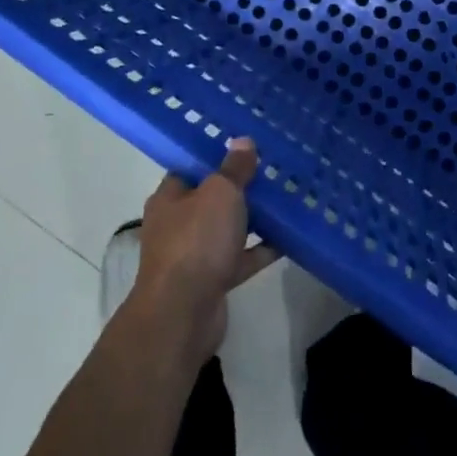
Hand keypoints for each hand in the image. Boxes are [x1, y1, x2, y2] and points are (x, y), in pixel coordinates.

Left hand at [128, 140, 280, 364]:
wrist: (183, 314)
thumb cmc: (196, 241)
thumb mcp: (220, 192)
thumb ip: (234, 168)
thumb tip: (243, 141)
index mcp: (169, 197)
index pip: (191, 167)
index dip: (216, 155)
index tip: (245, 146)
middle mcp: (177, 224)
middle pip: (211, 199)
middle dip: (240, 187)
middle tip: (272, 171)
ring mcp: (193, 255)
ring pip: (226, 229)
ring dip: (252, 219)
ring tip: (285, 200)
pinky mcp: (211, 281)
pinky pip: (239, 258)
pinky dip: (259, 250)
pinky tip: (287, 239)